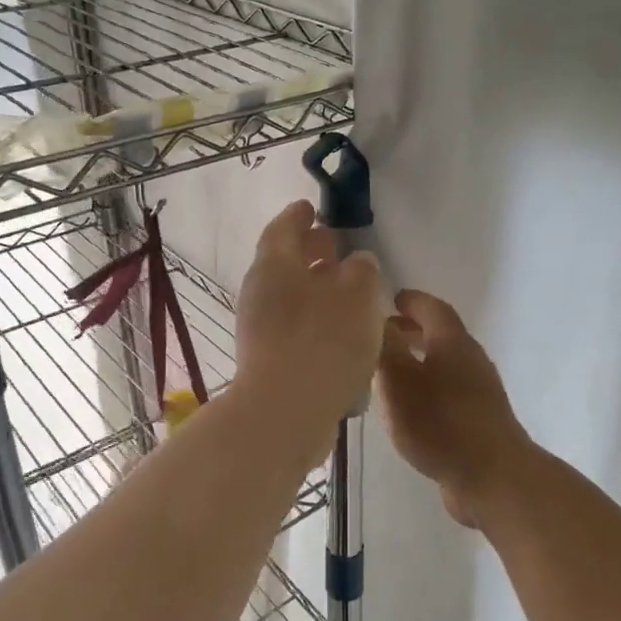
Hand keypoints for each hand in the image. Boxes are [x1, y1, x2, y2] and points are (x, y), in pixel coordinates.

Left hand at [234, 201, 383, 441]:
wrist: (285, 413)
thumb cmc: (324, 342)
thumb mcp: (357, 296)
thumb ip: (361, 271)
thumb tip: (357, 261)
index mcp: (274, 265)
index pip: (284, 228)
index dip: (299, 216)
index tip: (311, 207)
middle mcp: (259, 293)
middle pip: (284, 262)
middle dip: (309, 252)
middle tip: (335, 246)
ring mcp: (258, 329)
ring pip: (289, 297)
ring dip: (315, 289)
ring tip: (347, 292)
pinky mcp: (267, 360)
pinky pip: (291, 327)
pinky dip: (313, 320)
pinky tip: (340, 332)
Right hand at [377, 290, 532, 526]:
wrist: (492, 477)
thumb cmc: (440, 422)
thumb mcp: (400, 381)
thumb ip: (386, 347)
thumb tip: (377, 318)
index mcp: (453, 343)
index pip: (432, 308)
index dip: (412, 301)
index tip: (390, 299)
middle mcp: (470, 360)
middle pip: (440, 336)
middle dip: (411, 331)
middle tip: (381, 334)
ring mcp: (479, 393)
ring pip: (443, 366)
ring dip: (417, 362)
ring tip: (386, 373)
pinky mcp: (479, 421)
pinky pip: (447, 393)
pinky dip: (426, 389)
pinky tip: (407, 409)